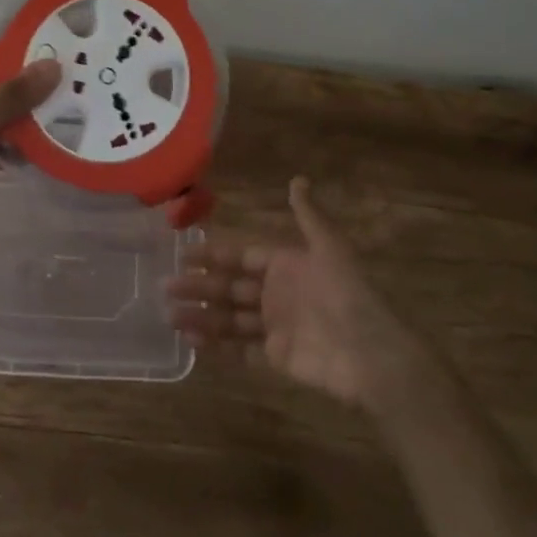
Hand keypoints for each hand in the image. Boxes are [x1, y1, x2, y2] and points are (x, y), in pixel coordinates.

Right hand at [166, 176, 425, 409]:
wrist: (370, 353)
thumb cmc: (346, 294)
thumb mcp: (329, 247)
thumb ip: (309, 215)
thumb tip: (297, 179)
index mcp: (286, 265)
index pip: (241, 257)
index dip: (214, 256)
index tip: (184, 255)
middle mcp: (277, 294)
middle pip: (230, 288)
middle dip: (199, 287)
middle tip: (165, 288)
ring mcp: (276, 327)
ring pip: (230, 319)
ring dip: (201, 316)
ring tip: (170, 316)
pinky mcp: (278, 358)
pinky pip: (242, 350)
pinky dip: (217, 346)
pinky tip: (192, 341)